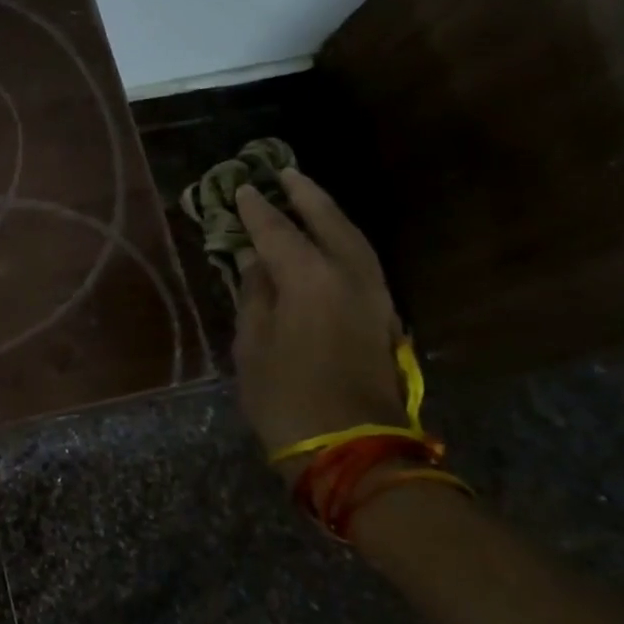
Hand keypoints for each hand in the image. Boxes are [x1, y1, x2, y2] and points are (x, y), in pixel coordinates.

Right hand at [232, 170, 406, 481]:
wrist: (354, 450)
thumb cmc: (287, 398)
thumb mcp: (253, 346)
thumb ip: (254, 295)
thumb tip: (253, 262)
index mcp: (310, 279)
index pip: (277, 231)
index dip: (255, 210)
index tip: (239, 189)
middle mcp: (349, 276)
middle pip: (328, 222)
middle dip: (305, 196)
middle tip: (284, 173)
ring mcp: (375, 295)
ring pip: (353, 239)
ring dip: (329, 214)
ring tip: (308, 198)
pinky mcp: (385, 316)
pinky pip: (362, 260)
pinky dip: (344, 240)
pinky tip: (330, 242)